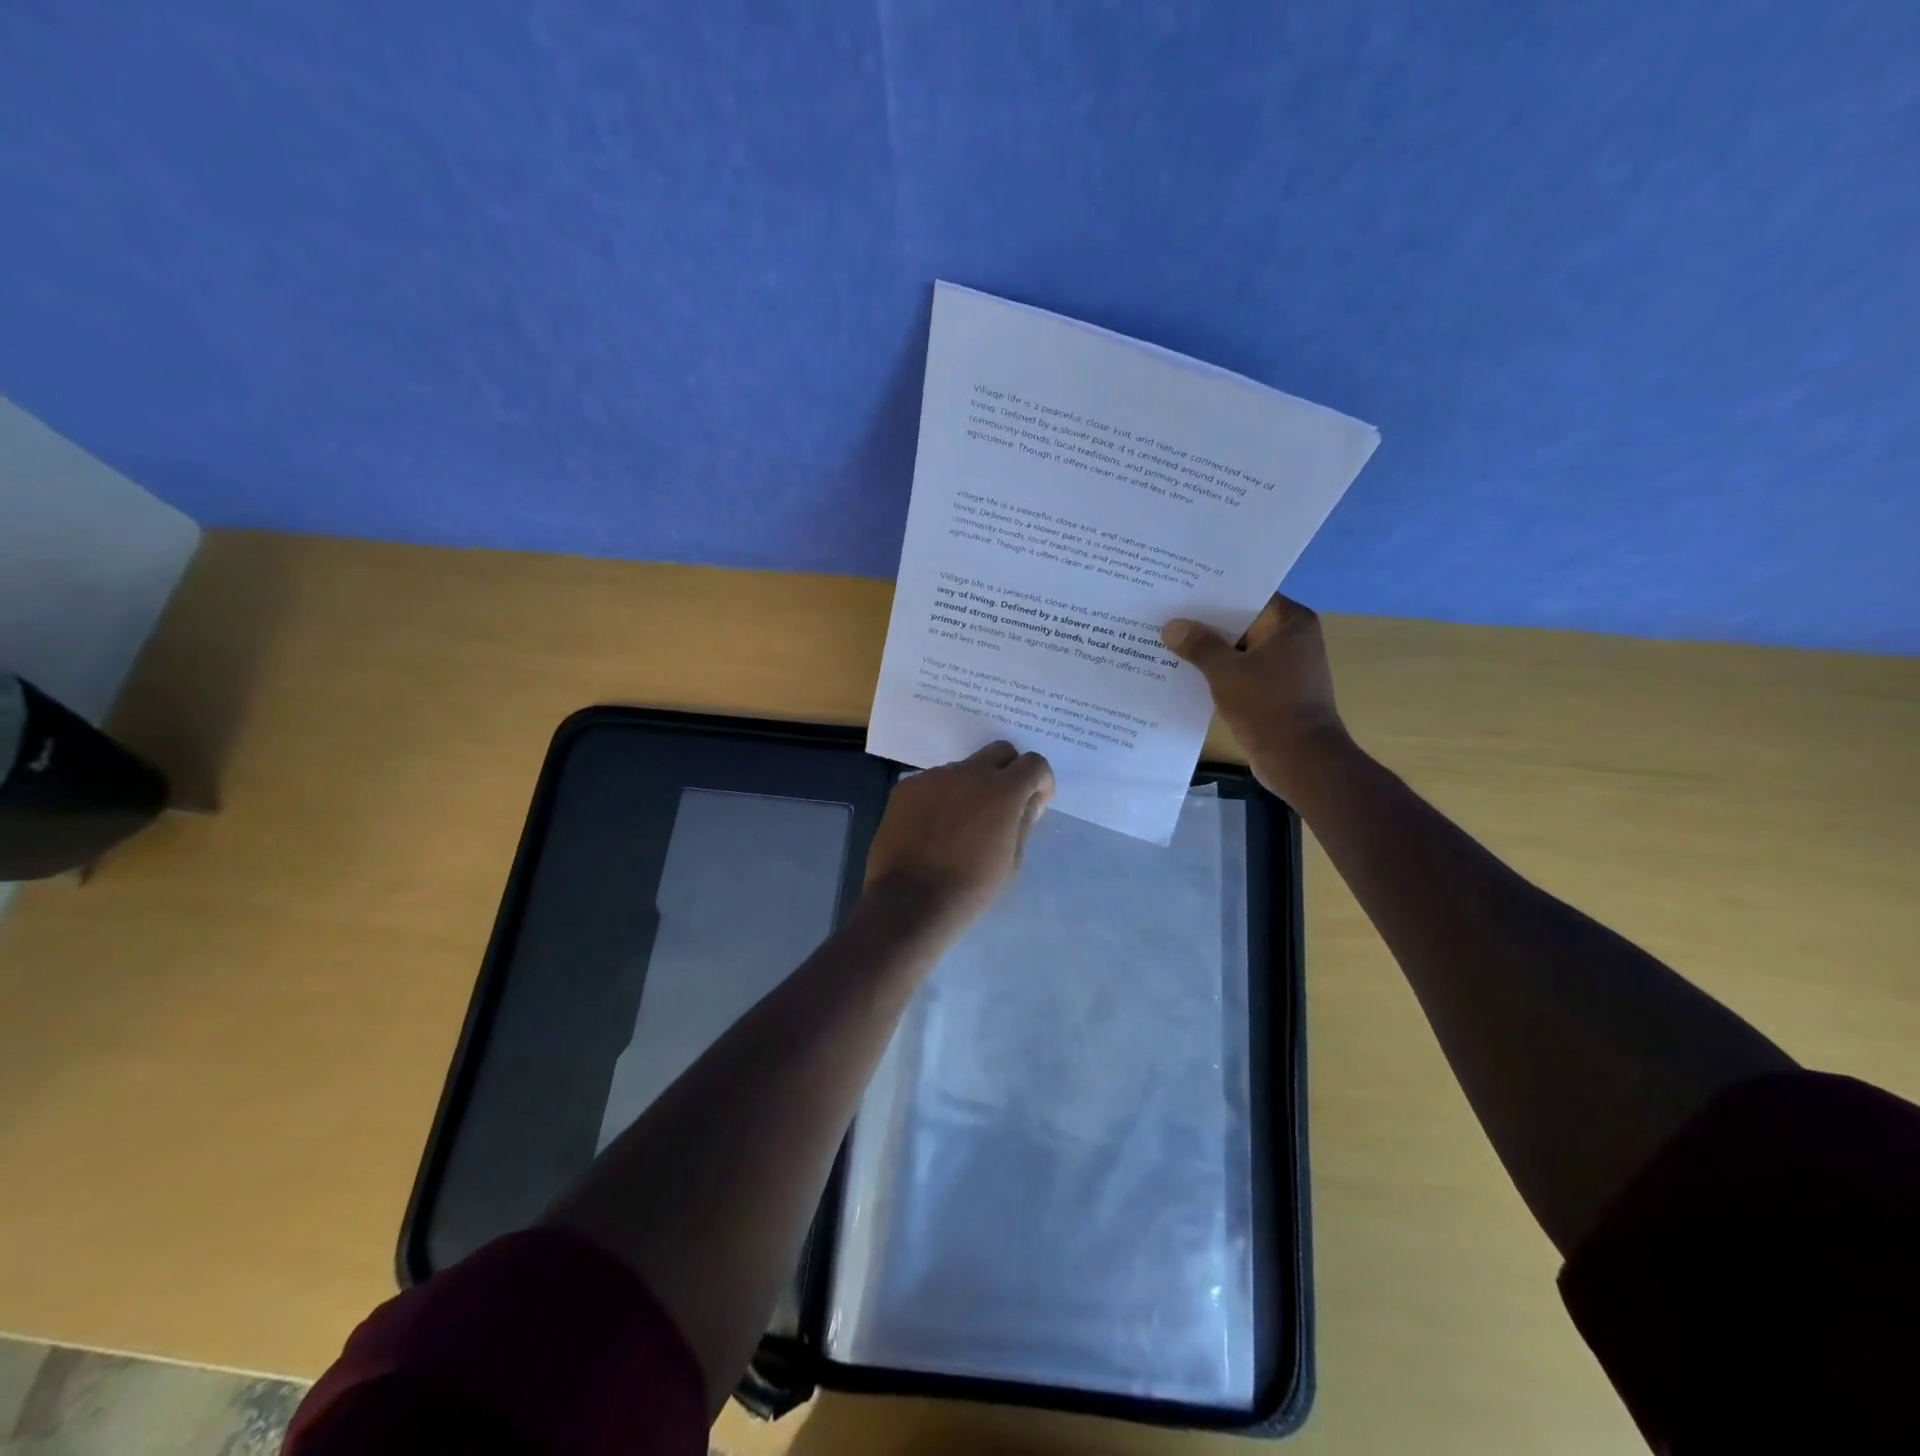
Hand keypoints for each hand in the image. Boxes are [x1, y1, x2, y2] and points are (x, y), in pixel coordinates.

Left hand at [863, 742, 1053, 932]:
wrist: (910, 900)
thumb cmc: (971, 887)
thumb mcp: (1012, 860)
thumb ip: (1024, 821)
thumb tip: (1029, 800)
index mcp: (1002, 790)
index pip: (1033, 763)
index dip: (1040, 782)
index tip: (1034, 803)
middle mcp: (969, 773)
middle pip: (999, 752)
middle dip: (1009, 771)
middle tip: (1003, 804)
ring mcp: (934, 776)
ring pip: (964, 769)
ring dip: (972, 786)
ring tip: (962, 823)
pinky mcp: (907, 787)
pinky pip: (934, 783)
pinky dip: (942, 797)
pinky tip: (934, 827)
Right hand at [1161, 594, 1350, 800]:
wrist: (1300, 760)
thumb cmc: (1269, 706)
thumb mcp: (1226, 672)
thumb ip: (1198, 645)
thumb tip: (1172, 626)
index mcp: (1290, 622)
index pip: (1247, 594)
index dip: (1213, 591)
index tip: (1179, 588)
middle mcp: (1291, 638)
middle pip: (1240, 620)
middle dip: (1204, 621)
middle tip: (1164, 612)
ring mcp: (1283, 665)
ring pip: (1237, 648)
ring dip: (1208, 649)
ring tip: (1166, 640)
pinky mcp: (1273, 690)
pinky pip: (1239, 671)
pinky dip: (1216, 671)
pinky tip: (1183, 671)